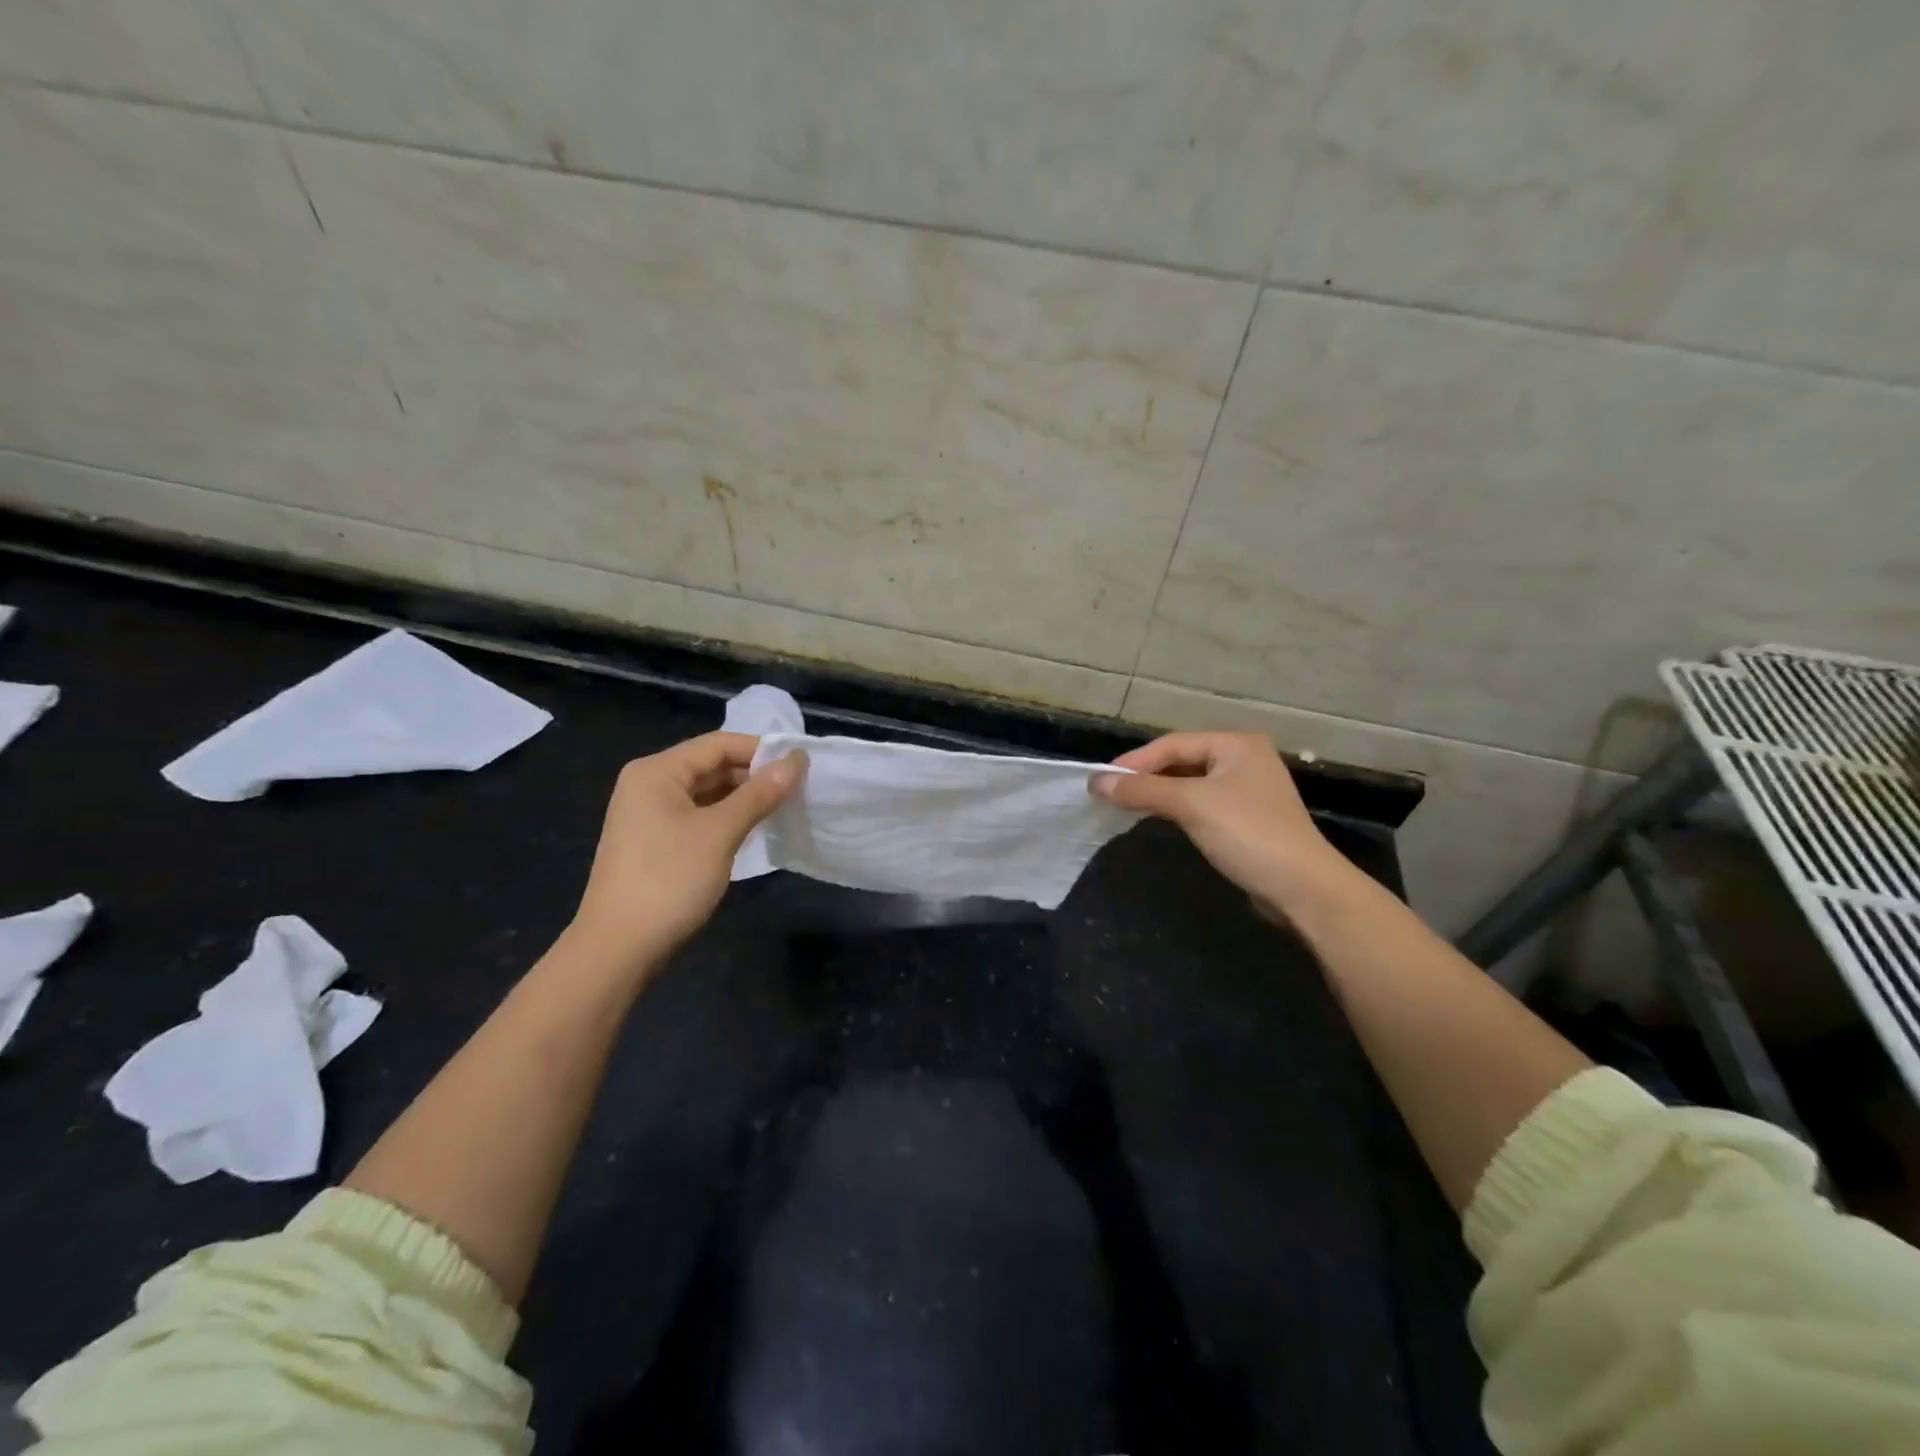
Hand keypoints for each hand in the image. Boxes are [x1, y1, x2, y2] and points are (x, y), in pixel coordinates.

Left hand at [566, 732, 804, 976]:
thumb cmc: (669, 880)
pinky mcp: (655, 841)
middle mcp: (649, 784)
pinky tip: (754, 829)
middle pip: (712, 765)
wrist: (618, 949)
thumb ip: (759, 793)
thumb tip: (796, 761)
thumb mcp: (720, 833)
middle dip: (754, 775)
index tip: (803, 765)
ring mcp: (649, 814)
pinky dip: (726, 818)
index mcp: (657, 771)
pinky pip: (698, 816)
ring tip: (784, 807)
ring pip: (707, 792)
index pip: (719, 744)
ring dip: (744, 798)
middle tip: (799, 789)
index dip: (762, 750)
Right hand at [1093, 732, 1354, 919]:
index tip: (1101, 780)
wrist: (1302, 888)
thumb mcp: (1191, 805)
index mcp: (1236, 744)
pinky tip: (1157, 818)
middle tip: (1110, 792)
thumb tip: (1096, 783)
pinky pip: (1201, 804)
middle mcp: (1244, 759)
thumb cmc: (1247, 833)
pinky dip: (1176, 808)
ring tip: (1125, 805)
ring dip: (1159, 793)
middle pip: (1181, 760)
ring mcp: (1247, 790)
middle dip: (1146, 776)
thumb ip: (1143, 790)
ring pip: (1190, 783)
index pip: (1173, 744)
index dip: (1135, 761)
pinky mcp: (1247, 818)